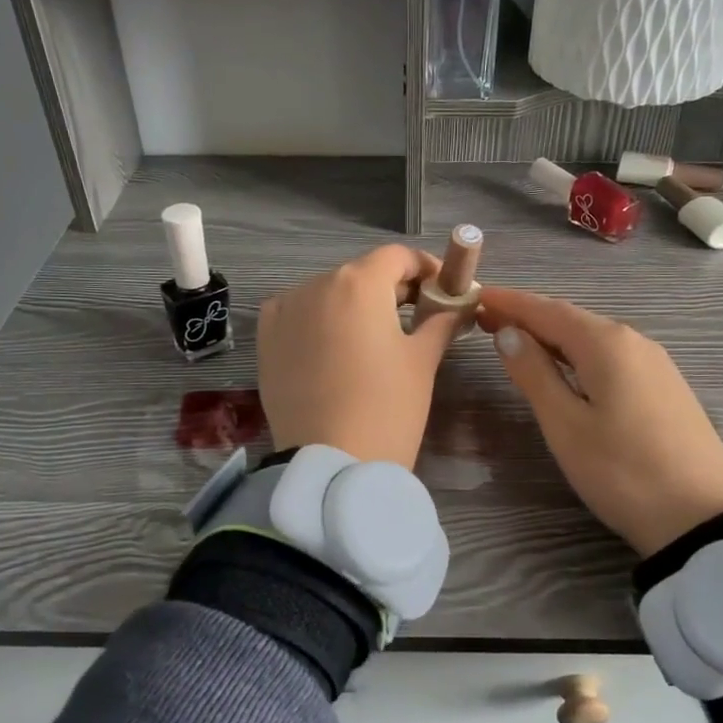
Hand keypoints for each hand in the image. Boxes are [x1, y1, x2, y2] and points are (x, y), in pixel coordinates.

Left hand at [259, 245, 457, 469]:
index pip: (398, 256)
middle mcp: (316, 285)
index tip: (444, 290)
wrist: (332, 465)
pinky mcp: (266, 339)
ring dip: (355, 306)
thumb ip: (441, 322)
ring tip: (376, 338)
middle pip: (362, 274)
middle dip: (392, 289)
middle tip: (418, 317)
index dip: (426, 268)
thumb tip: (457, 306)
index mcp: (359, 283)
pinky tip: (333, 345)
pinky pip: (298, 314)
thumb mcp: (422, 361)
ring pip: (329, 294)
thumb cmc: (388, 407)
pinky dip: (319, 320)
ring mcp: (285, 311)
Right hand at [475, 287, 722, 557]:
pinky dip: (577, 354)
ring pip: (592, 338)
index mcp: (606, 344)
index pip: (547, 310)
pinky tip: (566, 368)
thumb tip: (508, 333)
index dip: (510, 302)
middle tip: (486, 319)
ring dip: (552, 335)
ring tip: (517, 340)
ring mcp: (655, 364)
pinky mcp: (665, 388)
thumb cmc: (622, 471)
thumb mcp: (565, 425)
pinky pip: (611, 357)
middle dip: (528, 316)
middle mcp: (634, 341)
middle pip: (571, 319)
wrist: (703, 518)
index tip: (476, 295)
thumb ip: (534, 374)